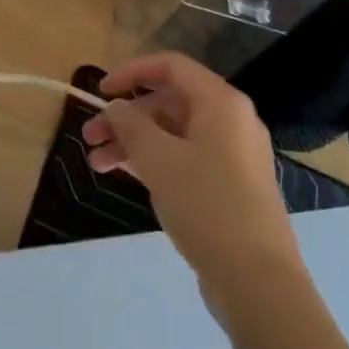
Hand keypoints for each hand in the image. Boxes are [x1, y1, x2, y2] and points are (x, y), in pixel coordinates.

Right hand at [82, 53, 299, 294]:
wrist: (258, 282)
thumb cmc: (207, 206)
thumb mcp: (159, 160)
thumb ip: (131, 126)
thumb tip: (116, 107)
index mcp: (221, 102)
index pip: (171, 66)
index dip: (132, 72)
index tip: (100, 90)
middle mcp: (231, 120)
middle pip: (170, 102)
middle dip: (126, 116)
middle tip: (90, 137)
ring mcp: (233, 155)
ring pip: (174, 133)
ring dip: (135, 142)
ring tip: (97, 164)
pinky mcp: (230, 186)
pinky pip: (186, 158)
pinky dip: (155, 162)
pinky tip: (125, 175)